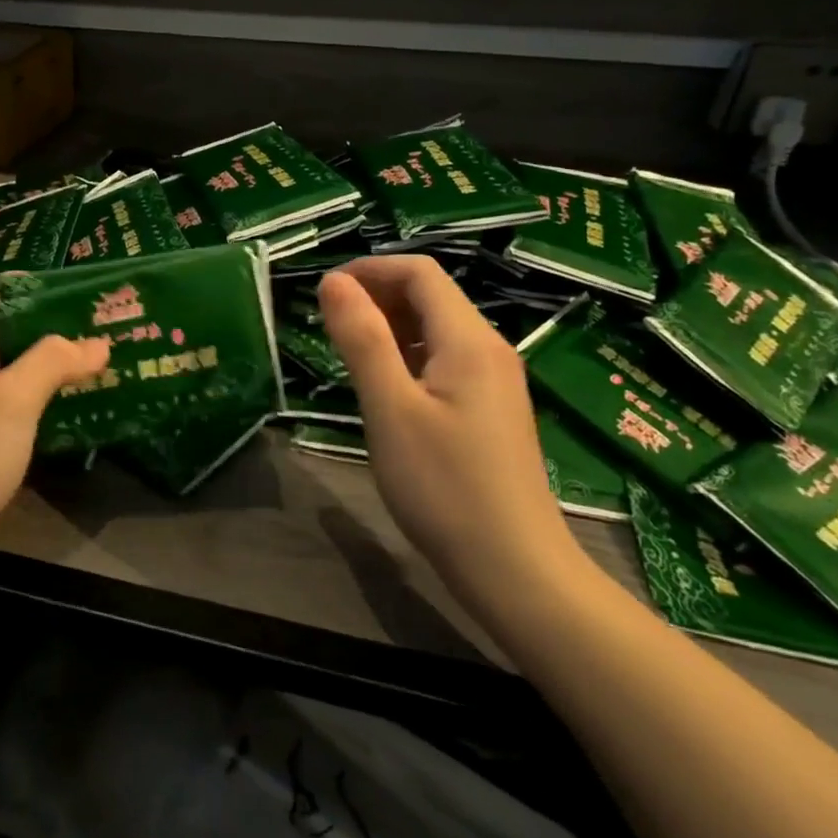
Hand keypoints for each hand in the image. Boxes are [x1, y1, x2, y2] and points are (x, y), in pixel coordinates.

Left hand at [0, 292, 109, 589]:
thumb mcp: (12, 399)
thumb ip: (54, 360)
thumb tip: (98, 341)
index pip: (6, 295)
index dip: (46, 288)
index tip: (93, 290)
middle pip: (20, 332)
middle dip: (64, 328)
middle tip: (116, 326)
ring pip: (25, 370)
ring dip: (63, 366)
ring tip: (114, 360)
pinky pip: (24, 405)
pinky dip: (52, 399)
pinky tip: (89, 403)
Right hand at [317, 257, 588, 620]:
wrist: (513, 568)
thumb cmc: (444, 486)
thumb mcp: (390, 408)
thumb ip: (362, 339)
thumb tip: (333, 281)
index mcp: (469, 341)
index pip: (420, 273)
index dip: (369, 269)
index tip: (324, 292)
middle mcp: (489, 349)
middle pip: (431, 296)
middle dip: (376, 296)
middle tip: (327, 323)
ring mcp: (494, 381)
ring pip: (435, 330)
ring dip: (388, 326)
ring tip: (346, 351)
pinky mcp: (490, 409)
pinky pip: (443, 360)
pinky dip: (406, 356)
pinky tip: (383, 386)